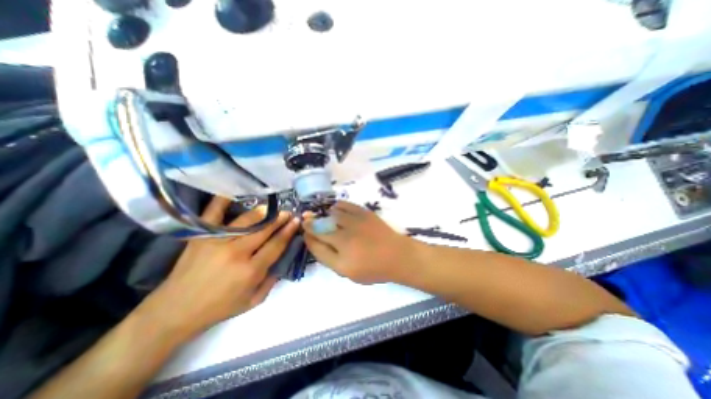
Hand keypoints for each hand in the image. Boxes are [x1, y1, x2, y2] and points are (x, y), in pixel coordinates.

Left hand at [137, 197, 297, 339]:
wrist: (174, 312)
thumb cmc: (219, 307)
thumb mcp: (253, 301)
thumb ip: (272, 280)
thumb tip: (283, 257)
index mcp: (251, 271)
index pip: (276, 244)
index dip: (289, 231)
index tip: (296, 221)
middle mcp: (237, 253)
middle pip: (264, 229)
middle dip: (280, 219)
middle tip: (288, 212)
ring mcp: (217, 242)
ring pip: (247, 220)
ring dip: (263, 212)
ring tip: (272, 208)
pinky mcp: (201, 237)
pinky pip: (213, 214)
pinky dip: (222, 201)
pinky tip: (233, 193)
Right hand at [302, 202, 417, 283]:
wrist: (397, 255)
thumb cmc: (372, 268)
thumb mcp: (347, 272)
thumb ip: (328, 257)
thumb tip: (313, 241)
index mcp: (341, 257)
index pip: (316, 244)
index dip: (307, 237)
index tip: (304, 233)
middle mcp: (346, 237)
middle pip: (320, 227)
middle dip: (310, 223)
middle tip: (306, 220)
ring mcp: (355, 222)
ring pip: (331, 214)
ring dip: (322, 214)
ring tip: (321, 215)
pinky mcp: (364, 213)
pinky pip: (345, 205)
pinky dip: (336, 206)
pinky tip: (334, 209)